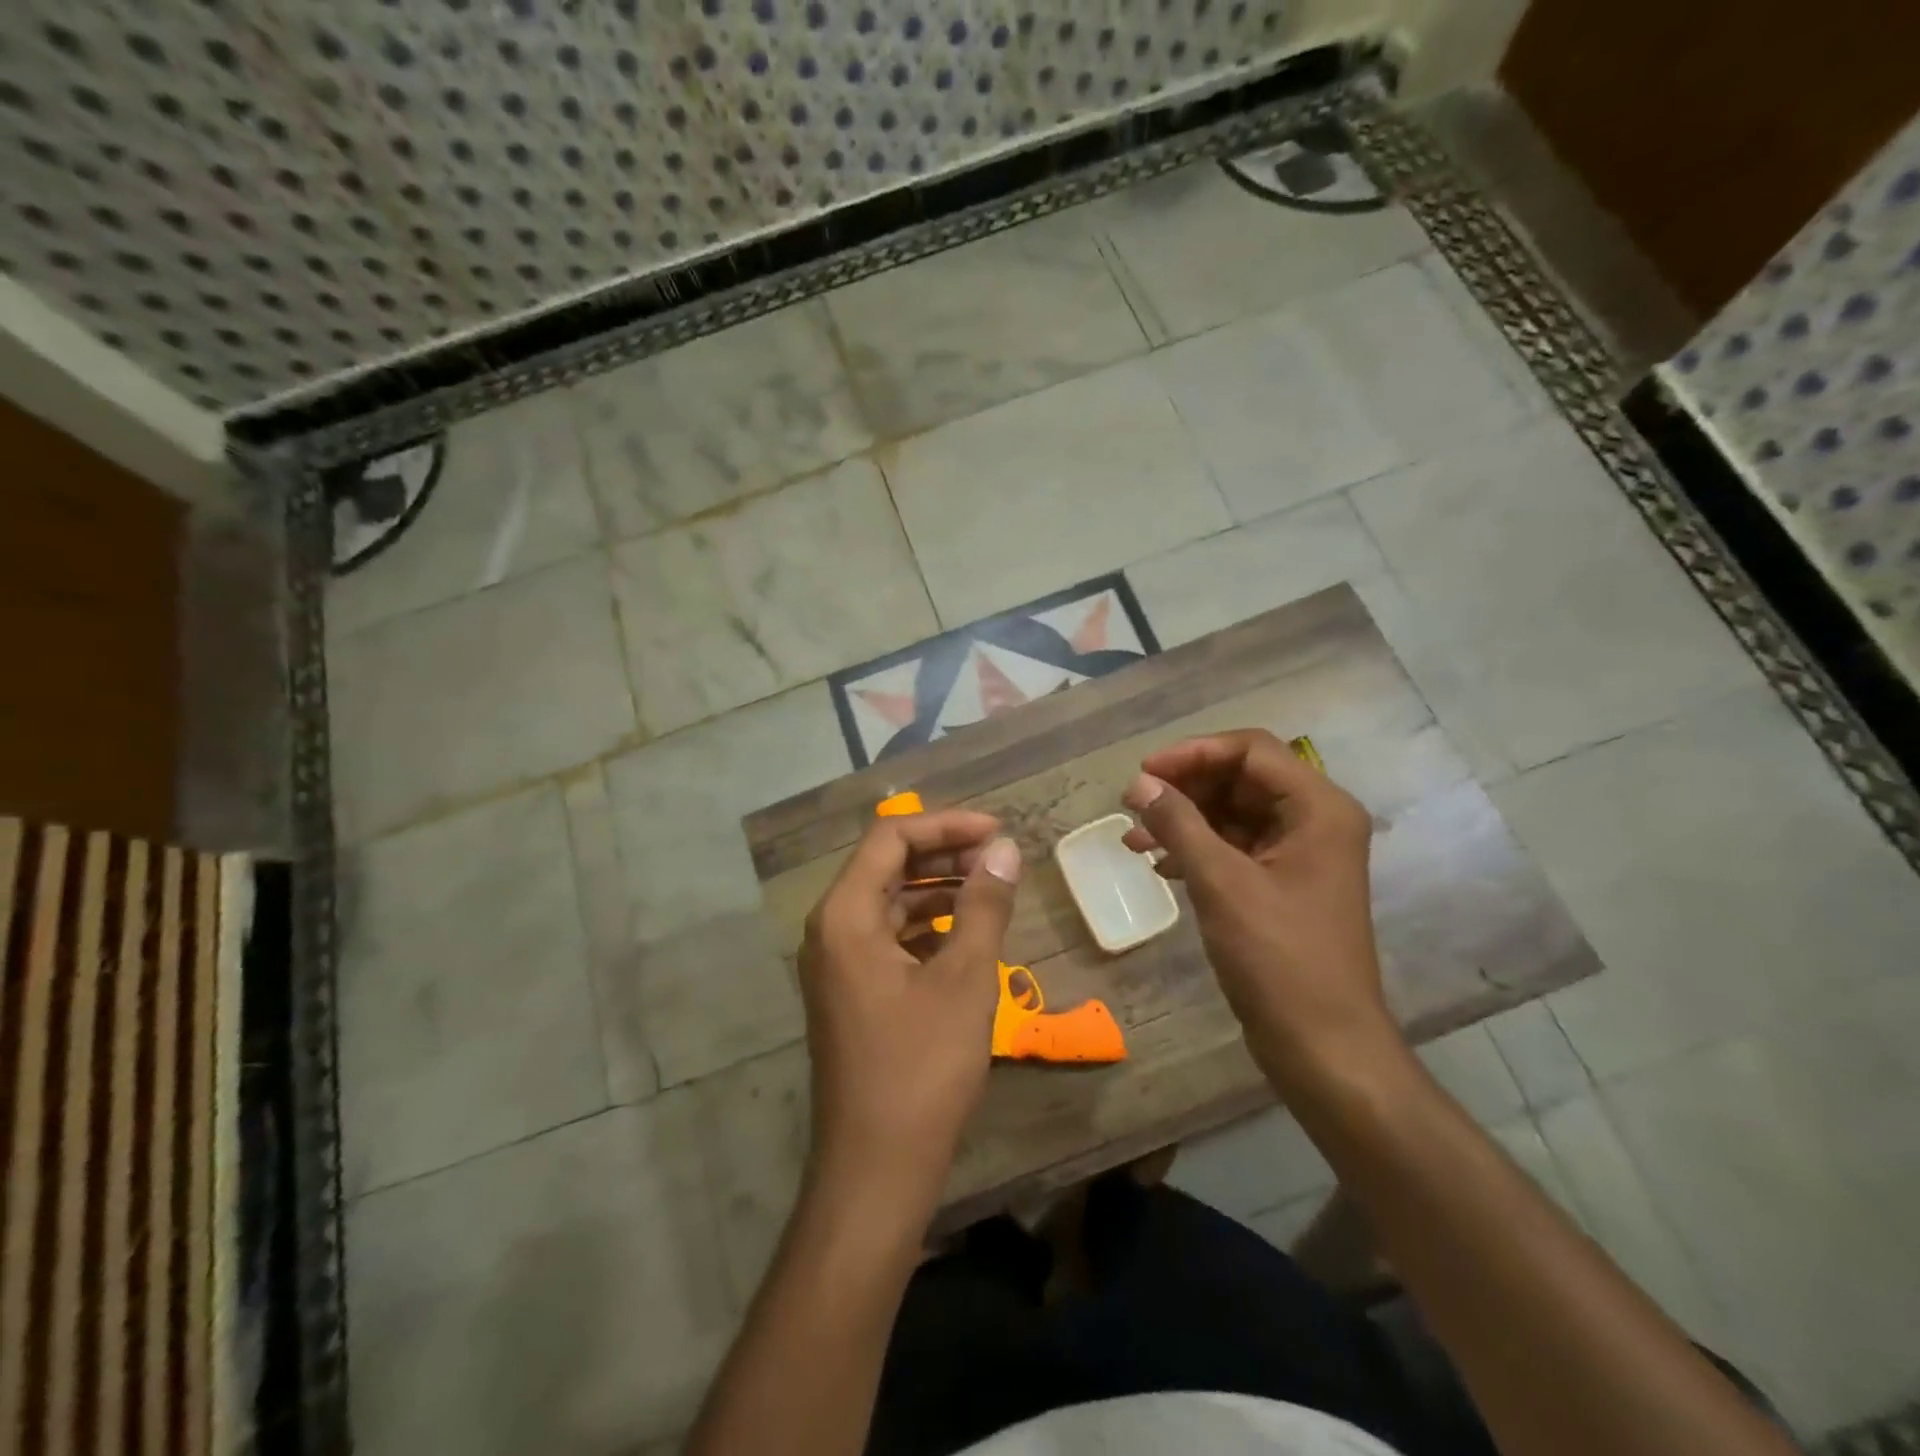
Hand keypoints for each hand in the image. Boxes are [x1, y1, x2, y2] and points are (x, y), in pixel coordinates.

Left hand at [797, 809, 1021, 1216]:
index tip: (997, 831)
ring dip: (937, 889)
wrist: (875, 1170)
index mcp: (846, 914)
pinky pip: (888, 936)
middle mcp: (831, 928)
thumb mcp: (965, 980)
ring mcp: (837, 962)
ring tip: (990, 890)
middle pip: (886, 865)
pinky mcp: (851, 990)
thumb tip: (1004, 850)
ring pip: (889, 901)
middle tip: (998, 858)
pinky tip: (965, 935)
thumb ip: (984, 905)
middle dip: (943, 853)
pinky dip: (926, 925)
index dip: (946, 824)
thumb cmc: (921, 1068)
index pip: (890, 837)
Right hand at [1120, 730, 1401, 1092]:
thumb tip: (1138, 784)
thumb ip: (1179, 823)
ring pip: (1234, 813)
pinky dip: (1198, 849)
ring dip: (1185, 820)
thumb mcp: (1221, 882)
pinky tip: (1160, 866)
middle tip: (1134, 804)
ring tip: (1135, 840)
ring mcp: (1300, 854)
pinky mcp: (1283, 884)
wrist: (1323, 1045)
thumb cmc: (1279, 957)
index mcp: (1318, 808)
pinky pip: (1236, 847)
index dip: (1193, 753)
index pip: (1251, 750)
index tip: (1143, 772)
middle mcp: (1315, 820)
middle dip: (1185, 788)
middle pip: (1242, 778)